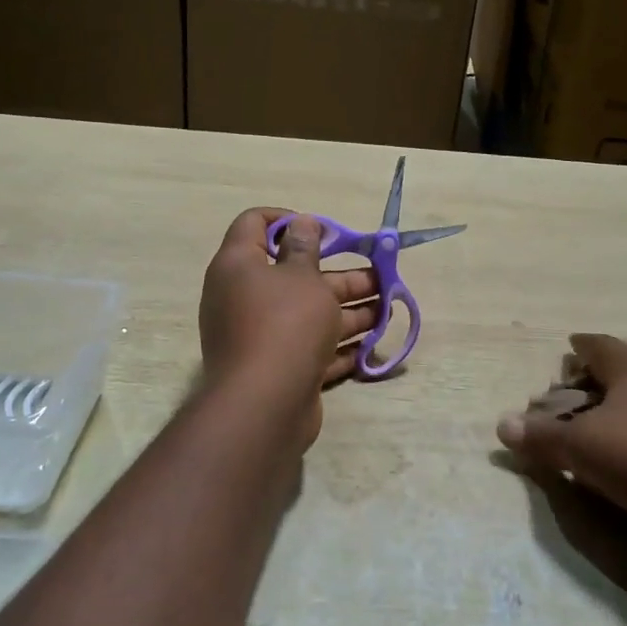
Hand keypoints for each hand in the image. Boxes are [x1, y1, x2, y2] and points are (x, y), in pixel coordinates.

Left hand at [199, 208, 380, 445]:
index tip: (324, 231)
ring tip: (388, 310)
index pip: (255, 223)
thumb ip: (305, 247)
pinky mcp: (277, 368)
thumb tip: (301, 222)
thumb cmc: (285, 324)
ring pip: (308, 314)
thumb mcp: (303, 277)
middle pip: (295, 274)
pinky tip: (370, 345)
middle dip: (341, 275)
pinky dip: (337, 345)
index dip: (288, 219)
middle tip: (379, 277)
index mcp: (238, 265)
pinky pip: (309, 348)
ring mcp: (259, 336)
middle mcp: (244, 297)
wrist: (264, 406)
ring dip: (348, 311)